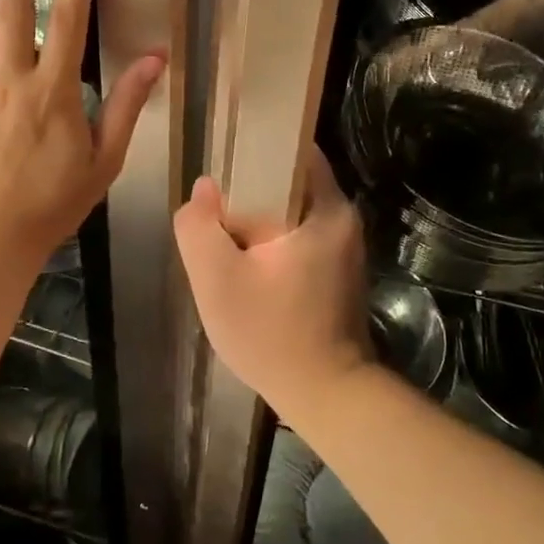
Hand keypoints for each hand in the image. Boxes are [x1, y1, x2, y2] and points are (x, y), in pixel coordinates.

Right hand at [173, 148, 373, 421]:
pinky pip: (299, 237)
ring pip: (291, 212)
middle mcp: (342, 219)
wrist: (327, 396)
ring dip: (259, 219)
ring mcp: (344, 247)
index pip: (293, 150)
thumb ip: (199, 227)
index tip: (222, 159)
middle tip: (214, 207)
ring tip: (223, 235)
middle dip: (250, 189)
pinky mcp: (338, 271)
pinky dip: (272, 242)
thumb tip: (204, 189)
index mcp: (325, 208)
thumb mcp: (217, 280)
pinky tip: (247, 264)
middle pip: (289, 181)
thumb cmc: (273, 334)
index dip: (255, 147)